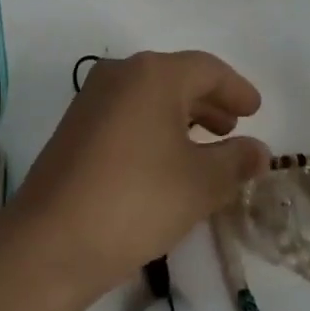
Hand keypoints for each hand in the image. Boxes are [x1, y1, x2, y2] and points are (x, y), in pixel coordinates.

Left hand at [8, 51, 270, 297]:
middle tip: (234, 127)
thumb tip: (258, 150)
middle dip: (209, 102)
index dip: (236, 90)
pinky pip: (128, 114)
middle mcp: (120, 74)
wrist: (51, 241)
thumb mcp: (201, 183)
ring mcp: (92, 99)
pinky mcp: (75, 127)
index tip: (256, 110)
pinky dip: (154, 128)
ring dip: (182, 117)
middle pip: (176, 78)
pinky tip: (166, 160)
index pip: (207, 69)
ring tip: (206, 147)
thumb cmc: (137, 200)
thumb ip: (236, 161)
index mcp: (153, 74)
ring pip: (150, 97)